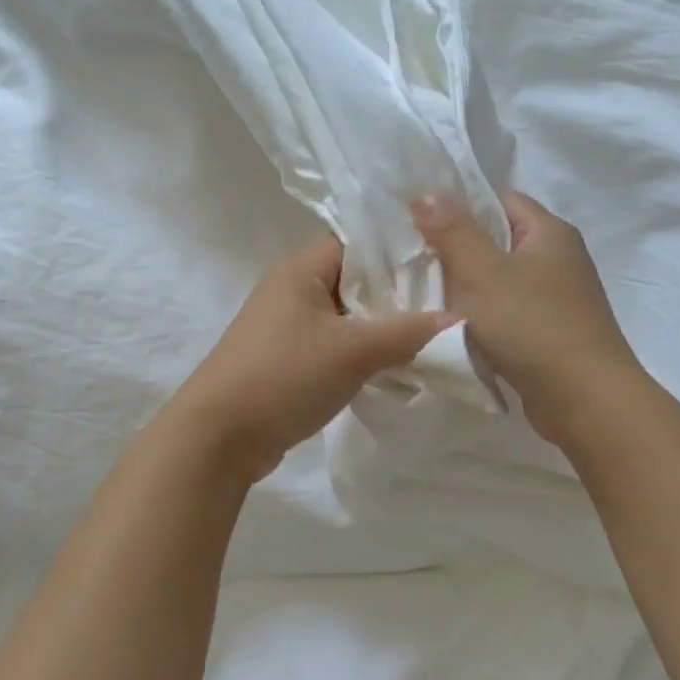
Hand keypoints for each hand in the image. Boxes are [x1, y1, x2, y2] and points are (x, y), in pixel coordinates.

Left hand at [167, 234, 453, 482]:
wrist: (218, 438)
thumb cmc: (283, 376)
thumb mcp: (353, 351)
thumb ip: (408, 332)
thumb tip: (461, 319)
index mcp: (301, 269)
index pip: (359, 242)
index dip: (400, 250)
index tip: (445, 264)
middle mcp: (292, 289)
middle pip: (356, 279)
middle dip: (398, 293)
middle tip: (449, 303)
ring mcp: (287, 326)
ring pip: (348, 316)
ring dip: (382, 327)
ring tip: (432, 335)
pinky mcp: (287, 360)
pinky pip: (335, 344)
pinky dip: (363, 352)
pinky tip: (398, 366)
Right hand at [413, 191, 641, 447]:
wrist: (585, 401)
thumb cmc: (532, 326)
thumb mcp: (482, 272)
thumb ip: (451, 230)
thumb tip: (424, 191)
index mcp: (549, 232)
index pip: (499, 200)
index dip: (459, 207)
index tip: (420, 224)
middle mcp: (559, 259)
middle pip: (497, 241)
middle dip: (456, 252)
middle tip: (414, 263)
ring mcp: (558, 299)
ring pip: (500, 282)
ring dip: (467, 290)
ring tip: (426, 297)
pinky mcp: (551, 334)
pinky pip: (508, 315)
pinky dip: (482, 320)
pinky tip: (455, 331)